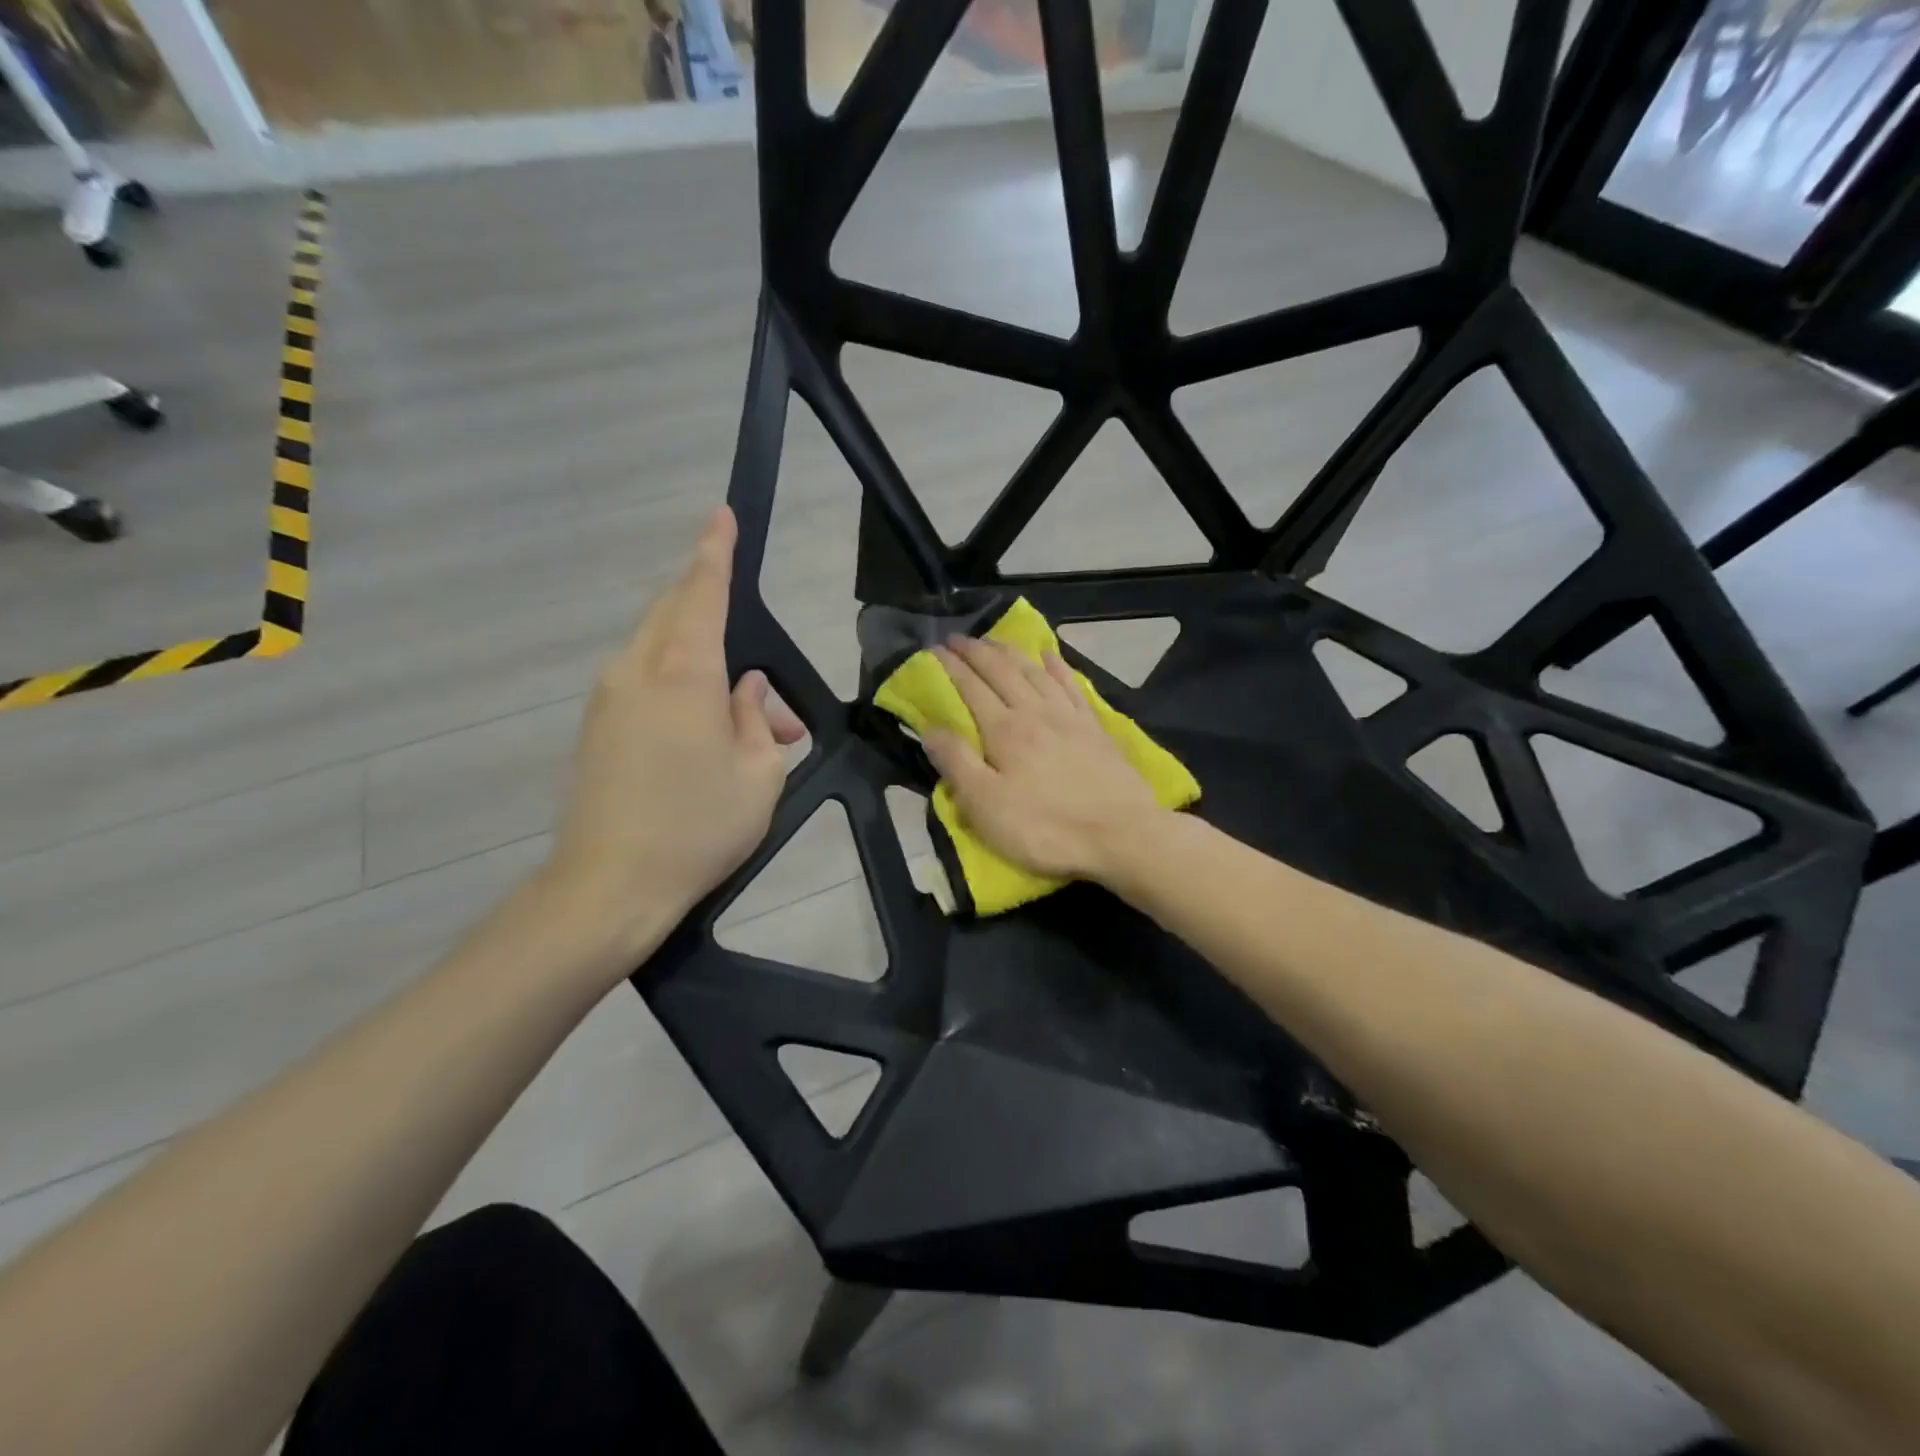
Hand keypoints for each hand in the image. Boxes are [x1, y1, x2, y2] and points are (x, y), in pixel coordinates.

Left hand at [545, 506, 804, 959]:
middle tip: (757, 655)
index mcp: (682, 672)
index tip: (722, 515)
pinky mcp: (596, 726)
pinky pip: (645, 681)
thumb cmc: (698, 827)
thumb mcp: (759, 772)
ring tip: (752, 721)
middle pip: (674, 611)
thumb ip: (756, 716)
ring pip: (661, 649)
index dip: (715, 551)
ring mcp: (608, 697)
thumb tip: (747, 688)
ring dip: (707, 665)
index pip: (701, 592)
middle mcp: (636, 670)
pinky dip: (682, 687)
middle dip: (713, 608)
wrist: (609, 886)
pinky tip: (711, 734)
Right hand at [924, 636, 1164, 882]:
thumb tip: (929, 727)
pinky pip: (1072, 685)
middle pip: (1002, 671)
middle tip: (957, 638)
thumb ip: (957, 763)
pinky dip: (1056, 666)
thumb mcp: (986, 805)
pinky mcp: (1095, 727)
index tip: (933, 649)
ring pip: (1034, 671)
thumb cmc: (1045, 827)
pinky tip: (1049, 655)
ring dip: (1010, 652)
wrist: (1120, 835)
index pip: (971, 688)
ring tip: (993, 641)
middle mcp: (1035, 712)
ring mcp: (1069, 716)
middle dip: (976, 652)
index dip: (951, 667)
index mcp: (1004, 730)